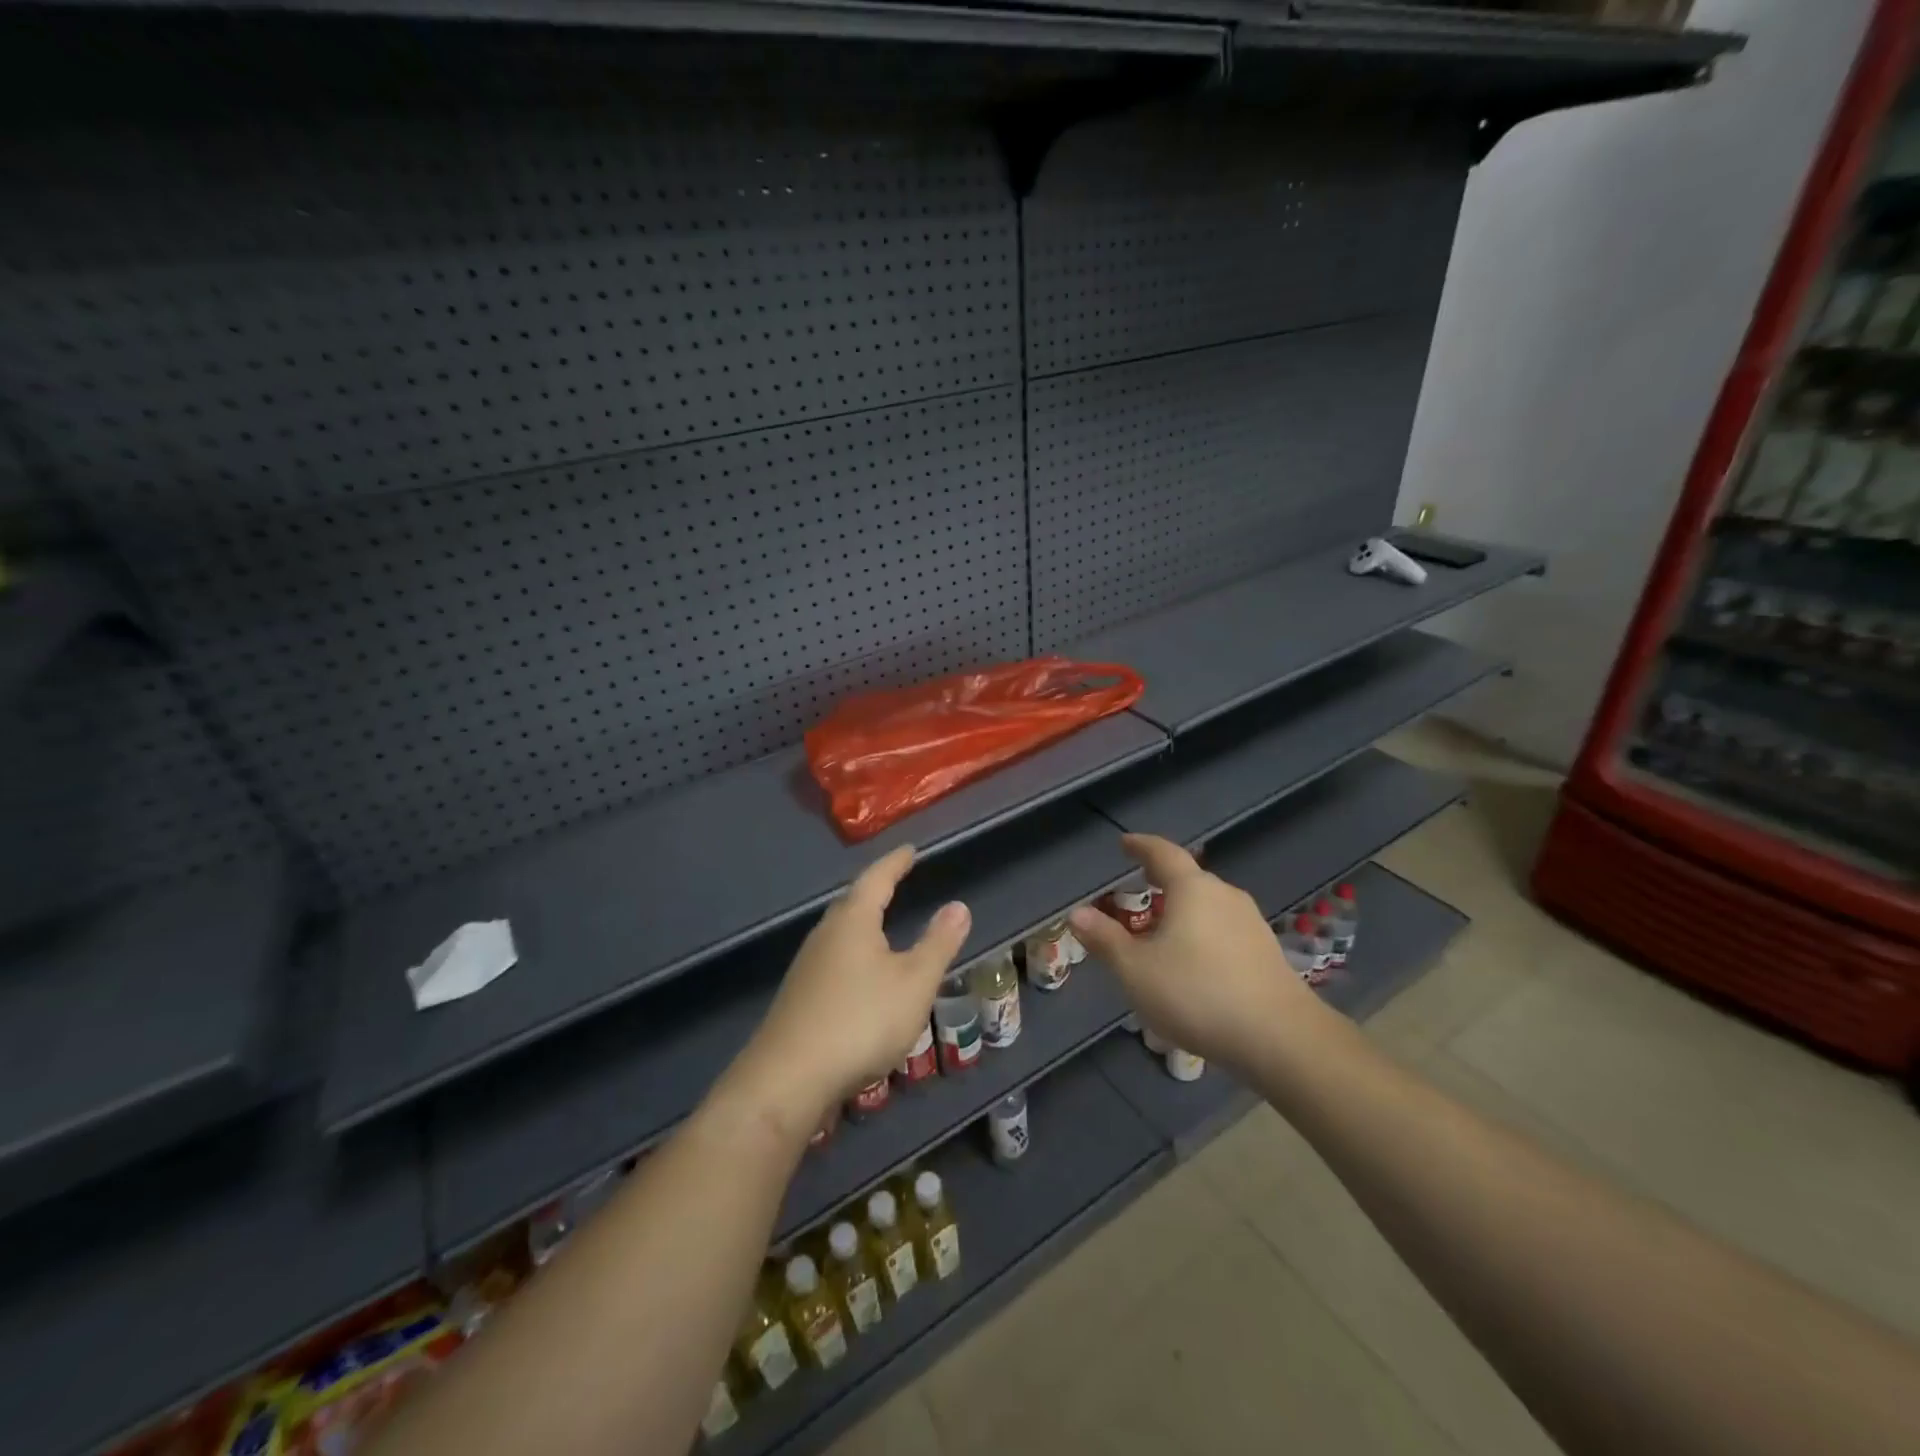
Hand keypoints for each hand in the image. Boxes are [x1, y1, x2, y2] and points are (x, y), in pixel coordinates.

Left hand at [734, 846, 969, 1135]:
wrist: (789, 1078)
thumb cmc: (861, 1020)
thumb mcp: (914, 982)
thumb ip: (938, 943)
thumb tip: (959, 905)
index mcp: (853, 921)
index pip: (877, 879)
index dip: (896, 863)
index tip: (909, 850)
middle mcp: (826, 935)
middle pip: (853, 902)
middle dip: (875, 889)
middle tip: (895, 880)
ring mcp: (807, 966)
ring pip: (840, 932)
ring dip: (862, 922)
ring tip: (881, 922)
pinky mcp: (800, 996)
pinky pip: (833, 958)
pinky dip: (854, 952)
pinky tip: (861, 974)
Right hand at [1068, 834, 1314, 1074]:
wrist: (1280, 1038)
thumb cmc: (1197, 994)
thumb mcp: (1136, 970)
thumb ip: (1105, 939)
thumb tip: (1077, 913)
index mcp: (1192, 889)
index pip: (1163, 853)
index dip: (1141, 846)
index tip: (1125, 844)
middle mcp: (1225, 895)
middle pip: (1188, 879)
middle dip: (1161, 881)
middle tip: (1137, 890)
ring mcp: (1251, 923)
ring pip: (1208, 906)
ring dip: (1182, 911)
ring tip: (1161, 931)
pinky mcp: (1266, 951)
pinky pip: (1224, 930)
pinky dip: (1202, 934)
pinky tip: (1193, 962)